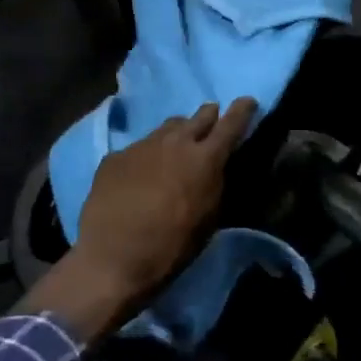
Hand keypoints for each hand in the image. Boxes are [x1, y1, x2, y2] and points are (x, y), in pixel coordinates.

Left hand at [19, 99, 257, 341]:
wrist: (112, 259)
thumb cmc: (172, 247)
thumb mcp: (209, 217)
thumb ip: (215, 183)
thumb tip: (214, 167)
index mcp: (205, 158)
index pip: (231, 123)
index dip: (242, 110)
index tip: (247, 101)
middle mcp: (175, 142)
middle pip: (198, 116)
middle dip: (209, 116)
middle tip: (211, 122)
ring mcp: (142, 146)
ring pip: (167, 128)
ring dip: (178, 133)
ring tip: (176, 147)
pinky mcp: (115, 156)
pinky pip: (139, 147)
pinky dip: (148, 155)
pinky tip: (141, 174)